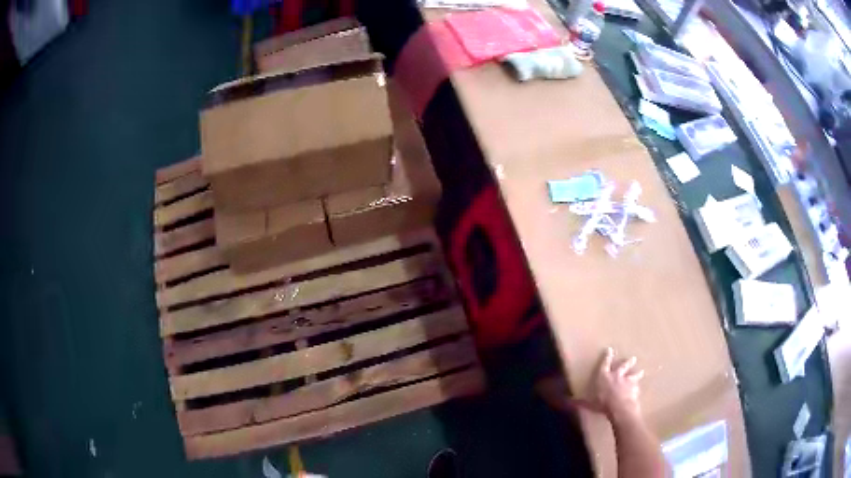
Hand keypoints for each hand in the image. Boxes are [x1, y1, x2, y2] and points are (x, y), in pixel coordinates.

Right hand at [587, 347, 643, 423]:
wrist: (620, 406)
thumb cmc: (603, 403)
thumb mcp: (589, 403)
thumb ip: (581, 402)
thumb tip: (568, 401)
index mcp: (604, 377)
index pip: (605, 364)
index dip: (607, 357)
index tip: (610, 349)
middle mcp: (617, 376)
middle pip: (623, 366)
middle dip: (628, 362)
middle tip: (633, 358)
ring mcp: (627, 381)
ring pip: (634, 375)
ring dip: (637, 373)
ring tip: (641, 371)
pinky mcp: (635, 388)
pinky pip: (637, 386)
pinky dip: (637, 387)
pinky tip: (639, 389)